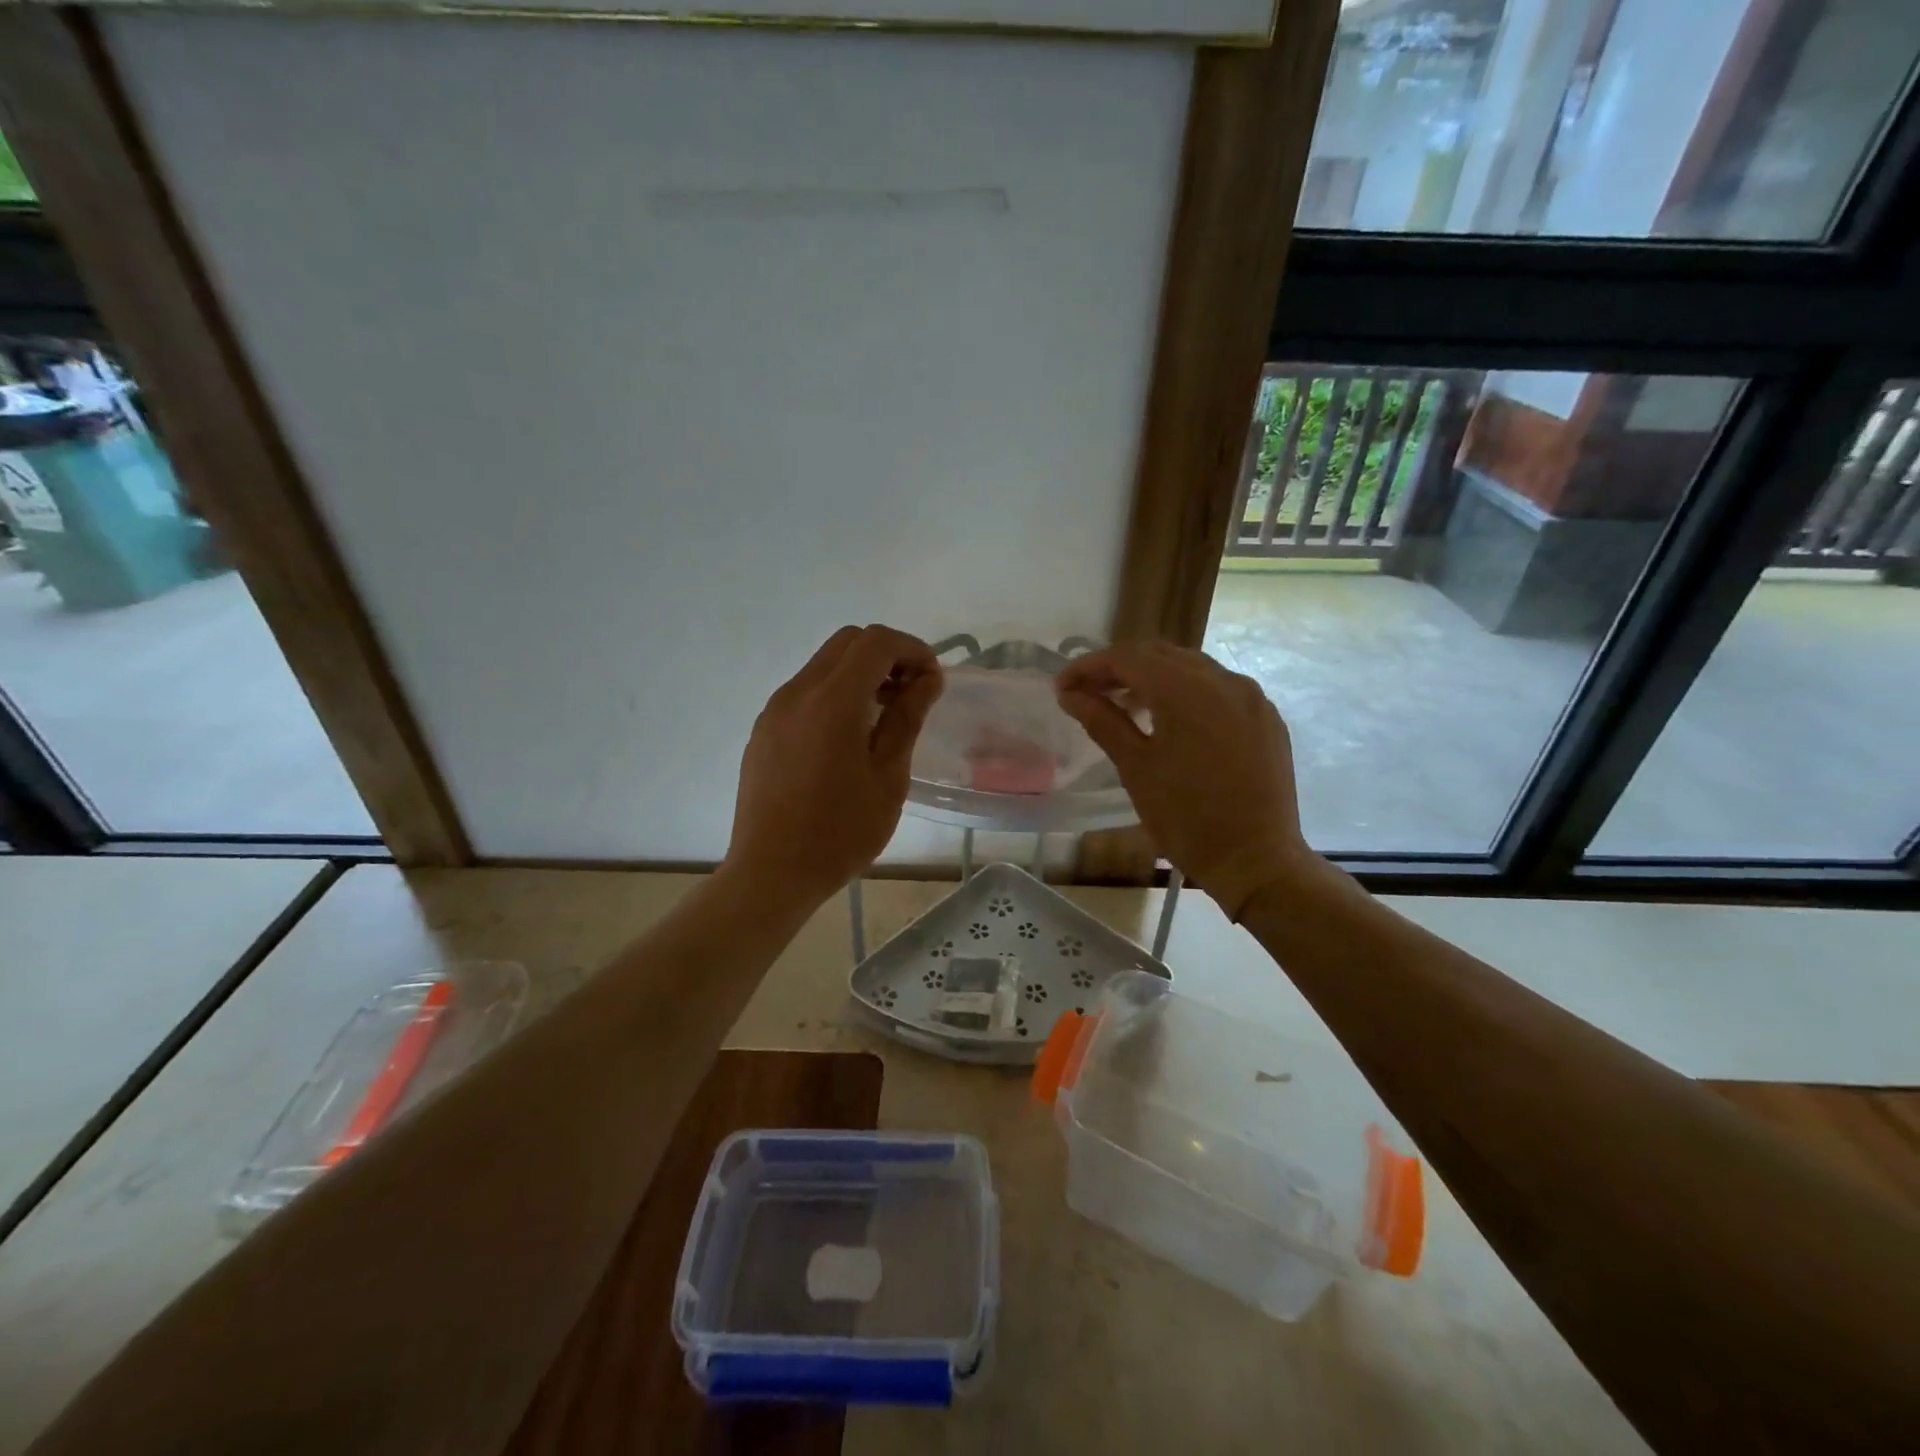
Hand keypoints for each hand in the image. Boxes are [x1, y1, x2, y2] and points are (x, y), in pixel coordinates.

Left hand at [724, 625, 942, 908]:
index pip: (877, 641)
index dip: (912, 649)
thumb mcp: (888, 777)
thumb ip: (907, 718)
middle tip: (911, 694)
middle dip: (887, 655)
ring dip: (860, 674)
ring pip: (824, 664)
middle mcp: (798, 692)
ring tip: (883, 718)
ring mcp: (775, 710)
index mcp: (832, 700)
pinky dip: (834, 694)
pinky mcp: (764, 730)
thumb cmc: (840, 831)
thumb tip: (927, 679)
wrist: (771, 873)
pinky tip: (847, 738)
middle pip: (848, 642)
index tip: (932, 682)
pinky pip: (805, 692)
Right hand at [1056, 643, 1317, 918]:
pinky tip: (1172, 720)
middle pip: (1161, 655)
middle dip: (1120, 668)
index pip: (1128, 658)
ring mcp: (1251, 697)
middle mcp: (1224, 680)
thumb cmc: (1186, 818)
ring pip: (1192, 669)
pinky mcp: (1266, 718)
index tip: (1062, 687)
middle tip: (1088, 692)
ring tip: (1125, 705)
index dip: (1089, 667)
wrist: (1256, 861)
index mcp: (1187, 689)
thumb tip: (1069, 695)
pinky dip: (1187, 693)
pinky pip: (1219, 690)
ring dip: (1154, 678)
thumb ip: (1102, 721)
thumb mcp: (1136, 767)